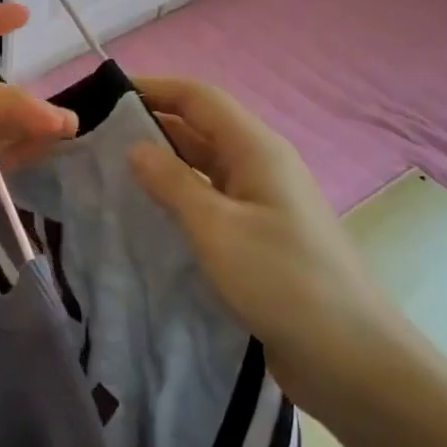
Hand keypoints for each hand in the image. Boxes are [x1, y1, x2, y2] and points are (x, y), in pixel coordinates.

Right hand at [126, 77, 398, 374]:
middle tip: (97, 139)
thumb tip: (135, 147)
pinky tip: (148, 215)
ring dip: (163, 165)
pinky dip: (179, 198)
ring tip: (111, 174)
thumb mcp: (216, 228)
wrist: (349, 357)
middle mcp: (260, 165)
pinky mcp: (259, 235)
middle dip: (151, 126)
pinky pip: (211, 200)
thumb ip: (172, 183)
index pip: (199, 98)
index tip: (105, 96)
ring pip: (203, 166)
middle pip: (200, 129)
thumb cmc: (281, 280)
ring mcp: (262, 201)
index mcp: (256, 149)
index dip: (154, 89)